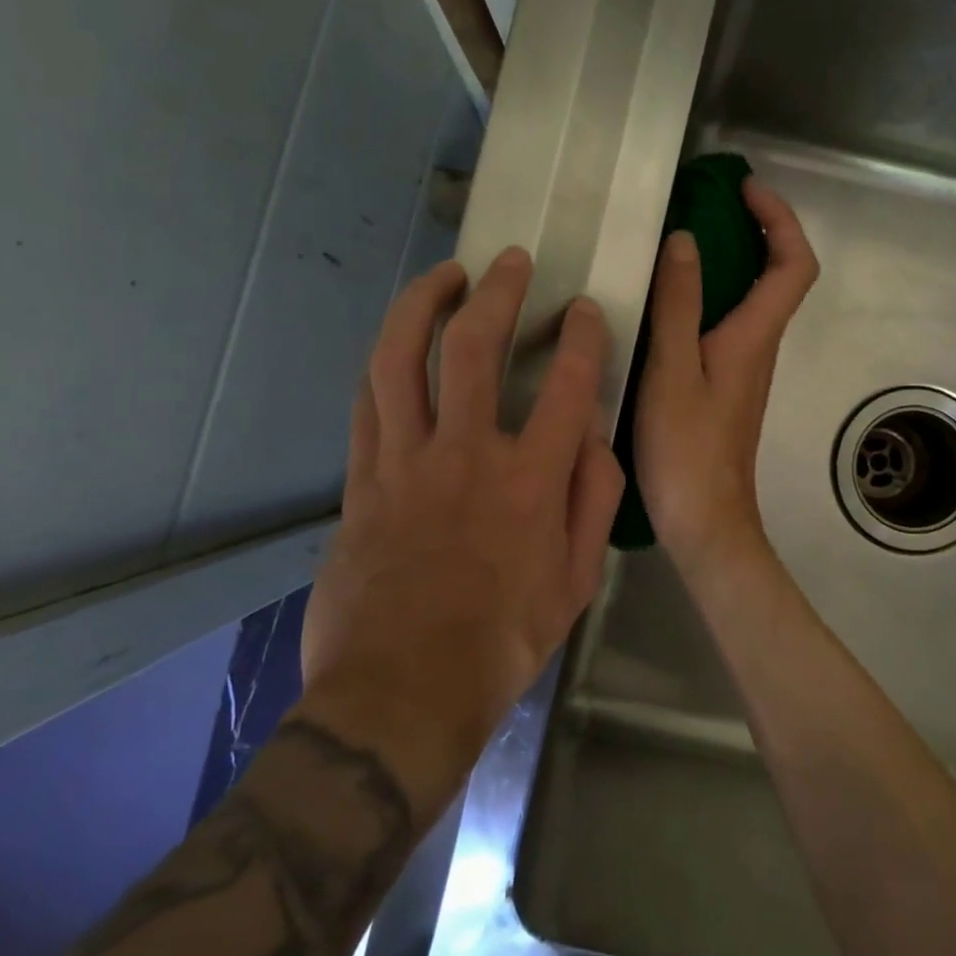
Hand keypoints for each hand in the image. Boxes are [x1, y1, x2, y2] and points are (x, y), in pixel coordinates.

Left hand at [302, 248, 624, 819]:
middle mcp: (466, 455)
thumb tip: (592, 437)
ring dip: (422, 304)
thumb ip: (593, 501)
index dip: (580, 335)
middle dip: (497, 291)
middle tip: (510, 262)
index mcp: (531, 482)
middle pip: (473, 346)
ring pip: (400, 358)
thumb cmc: (502, 643)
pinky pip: (367, 403)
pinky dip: (385, 363)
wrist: (402, 694)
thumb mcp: (577, 583)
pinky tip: (397, 344)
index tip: (583, 311)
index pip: (567, 384)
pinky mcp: (361, 481)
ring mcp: (404, 463)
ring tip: (442, 276)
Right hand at [634, 178, 819, 578]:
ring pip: (752, 299)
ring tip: (681, 240)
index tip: (746, 191)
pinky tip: (667, 302)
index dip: (781, 219)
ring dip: (730, 260)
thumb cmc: (687, 449)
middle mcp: (759, 346)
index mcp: (754, 336)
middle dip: (756, 229)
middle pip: (778, 275)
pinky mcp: (726, 386)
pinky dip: (710, 295)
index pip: (794, 264)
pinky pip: (727, 323)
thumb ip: (678, 305)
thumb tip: (685, 241)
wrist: (705, 521)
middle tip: (710, 205)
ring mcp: (744, 368)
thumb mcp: (672, 370)